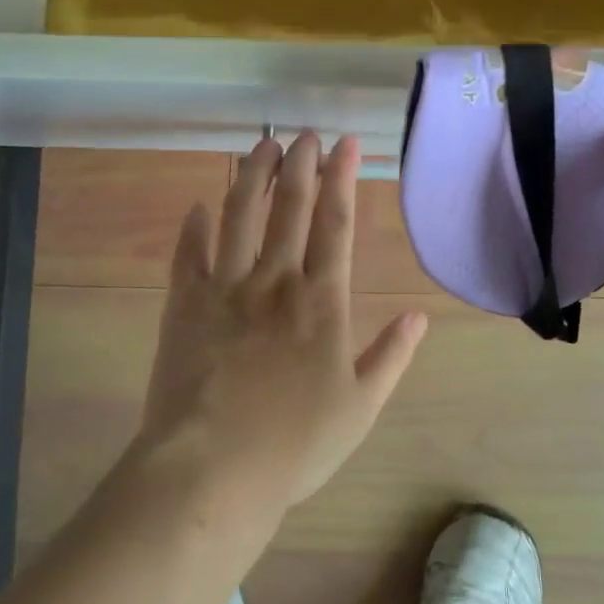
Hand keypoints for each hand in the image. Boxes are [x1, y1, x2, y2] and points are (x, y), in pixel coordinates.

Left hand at [136, 132, 428, 509]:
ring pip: (239, 214)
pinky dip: (194, 227)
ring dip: (251, 175)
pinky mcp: (184, 303)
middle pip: (288, 205)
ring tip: (261, 145)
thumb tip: (420, 317)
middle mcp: (275, 280)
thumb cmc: (294, 444)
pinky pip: (189, 253)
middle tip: (304, 133)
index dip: (341, 177)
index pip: (336, 222)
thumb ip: (391, 356)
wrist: (212, 470)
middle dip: (299, 163)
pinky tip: (199, 205)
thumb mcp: (360, 407)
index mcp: (321, 300)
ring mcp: (225, 287)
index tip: (344, 143)